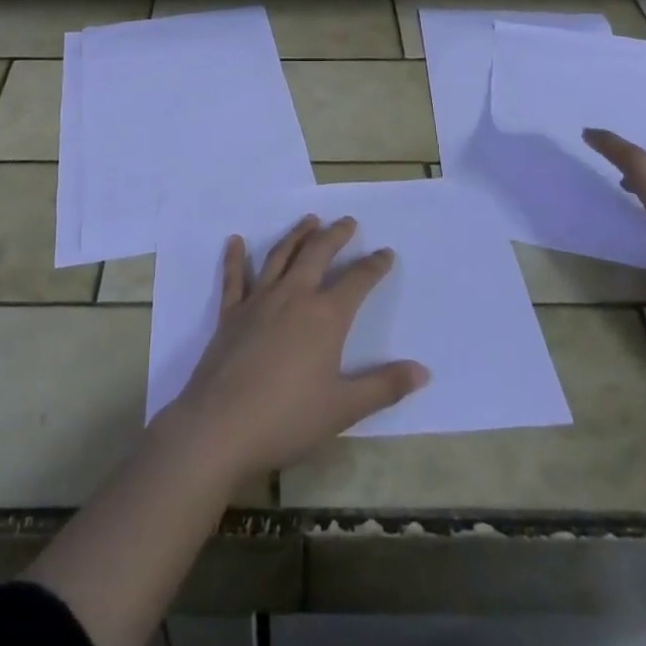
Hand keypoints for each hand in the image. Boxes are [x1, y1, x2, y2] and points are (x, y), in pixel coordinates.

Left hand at [158, 215, 428, 480]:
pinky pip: (234, 278)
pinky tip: (235, 241)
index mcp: (325, 317)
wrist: (222, 425)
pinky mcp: (230, 313)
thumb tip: (423, 371)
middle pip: (317, 254)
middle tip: (347, 222)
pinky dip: (235, 257)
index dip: (374, 266)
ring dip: (297, 235)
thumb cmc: (288, 418)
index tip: (385, 252)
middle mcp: (293, 296)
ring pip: (280, 256)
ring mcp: (259, 301)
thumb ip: (384, 386)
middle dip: (335, 235)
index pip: (357, 281)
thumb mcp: (344, 408)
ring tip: (309, 220)